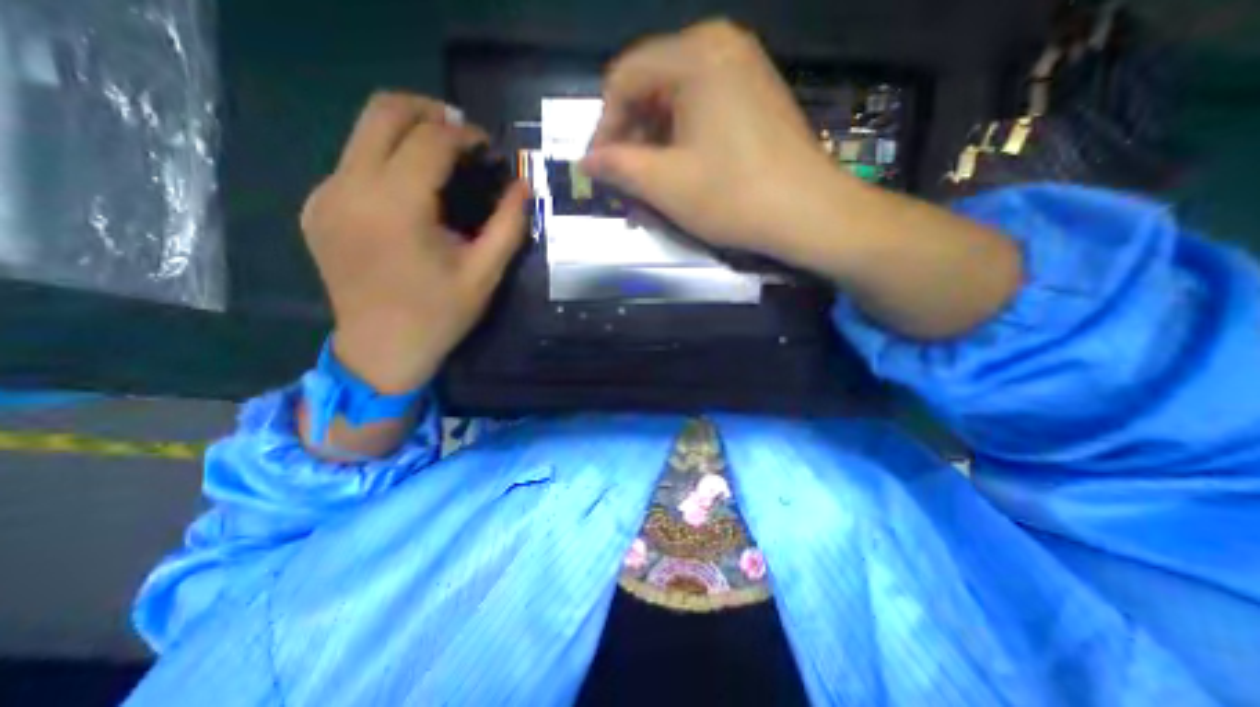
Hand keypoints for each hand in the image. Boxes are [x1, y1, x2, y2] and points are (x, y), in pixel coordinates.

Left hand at [301, 88, 526, 392]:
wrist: (381, 350)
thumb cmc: (440, 316)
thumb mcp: (485, 274)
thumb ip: (508, 225)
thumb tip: (524, 186)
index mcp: (396, 207)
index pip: (430, 140)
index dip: (465, 135)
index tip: (489, 149)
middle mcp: (350, 188)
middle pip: (384, 112)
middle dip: (429, 112)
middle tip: (463, 135)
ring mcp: (325, 195)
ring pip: (364, 132)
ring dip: (408, 134)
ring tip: (444, 161)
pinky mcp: (317, 208)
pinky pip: (353, 163)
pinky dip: (387, 161)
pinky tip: (412, 193)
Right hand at [585, 20, 1015, 338]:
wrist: (809, 213)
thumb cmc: (734, 196)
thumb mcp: (666, 184)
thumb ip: (618, 167)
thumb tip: (585, 161)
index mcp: (695, 54)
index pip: (623, 78)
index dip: (604, 125)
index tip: (599, 168)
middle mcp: (720, 45)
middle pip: (650, 85)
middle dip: (631, 136)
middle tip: (624, 180)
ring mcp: (743, 68)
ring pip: (675, 99)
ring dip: (654, 142)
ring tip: (649, 182)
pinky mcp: (755, 95)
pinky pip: (702, 108)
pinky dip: (681, 139)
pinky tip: (679, 169)